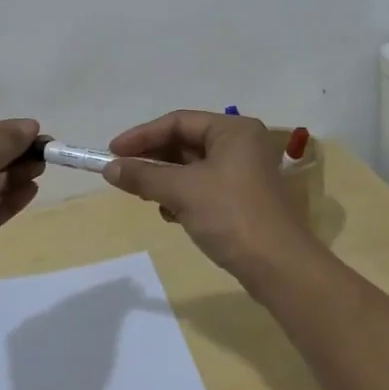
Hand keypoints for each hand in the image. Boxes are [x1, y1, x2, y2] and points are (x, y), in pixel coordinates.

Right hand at [102, 110, 318, 288]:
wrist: (279, 267)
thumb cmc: (230, 215)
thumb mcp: (181, 191)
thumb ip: (143, 176)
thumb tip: (109, 169)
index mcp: (233, 130)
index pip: (178, 122)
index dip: (142, 136)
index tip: (112, 152)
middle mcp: (241, 144)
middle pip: (185, 142)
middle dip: (153, 159)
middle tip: (122, 173)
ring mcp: (244, 172)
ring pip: (192, 167)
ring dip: (165, 180)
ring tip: (145, 195)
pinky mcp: (242, 198)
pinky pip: (203, 186)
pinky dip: (182, 196)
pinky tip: (170, 213)